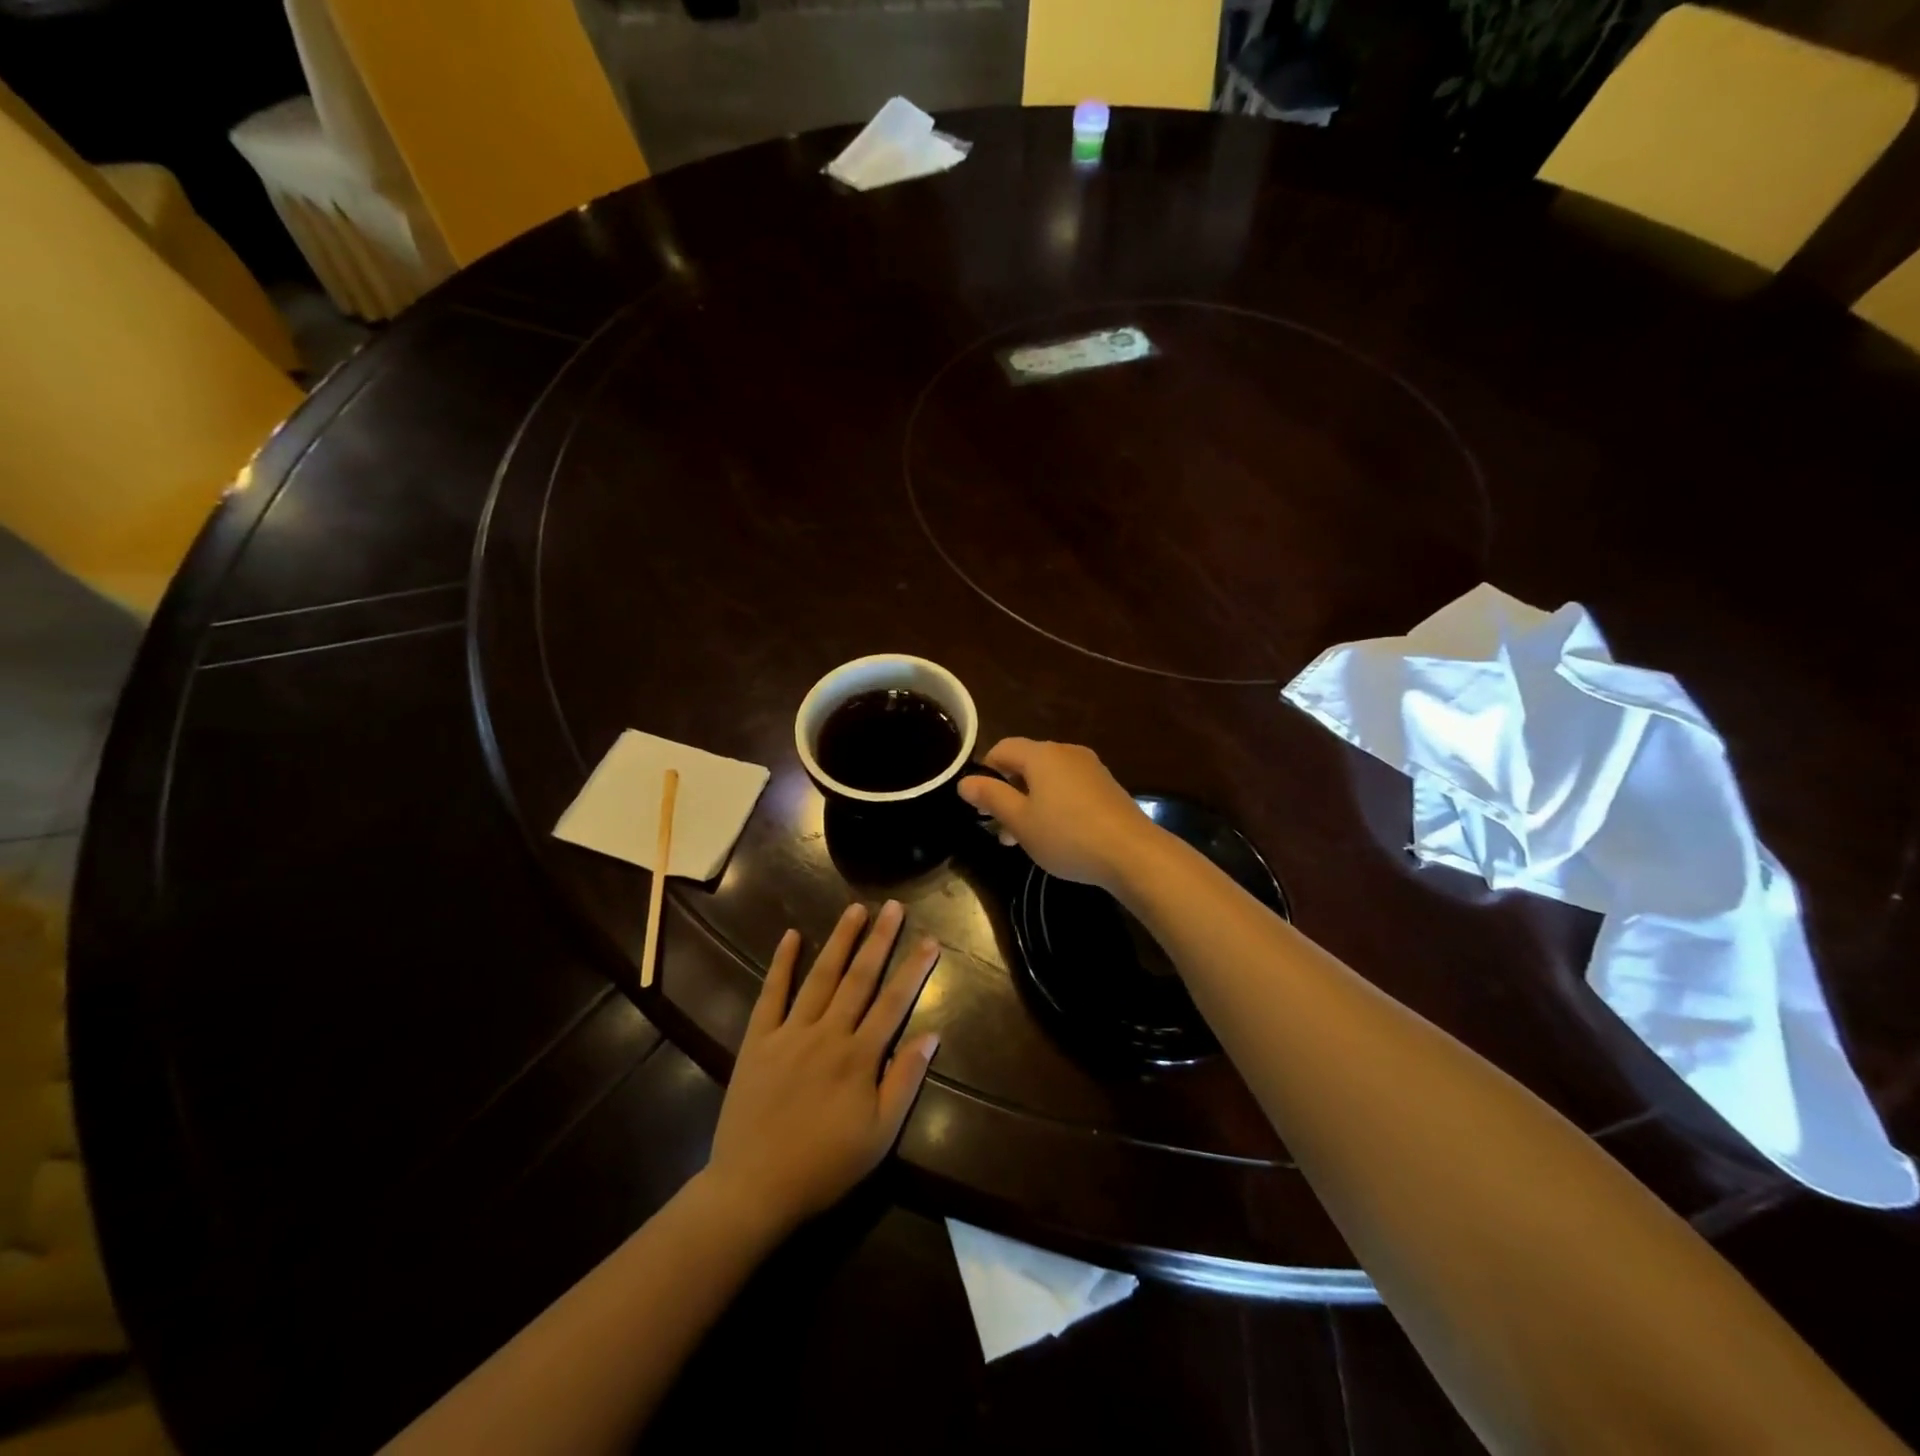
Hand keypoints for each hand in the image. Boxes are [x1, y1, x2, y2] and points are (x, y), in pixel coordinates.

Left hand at [702, 901, 940, 1235]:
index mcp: (859, 1057)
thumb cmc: (824, 1166)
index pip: (894, 1003)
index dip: (914, 970)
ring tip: (855, 909)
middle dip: (879, 940)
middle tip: (893, 907)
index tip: (929, 940)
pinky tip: (791, 936)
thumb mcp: (879, 1136)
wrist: (753, 1188)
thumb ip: (904, 1081)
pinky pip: (771, 994)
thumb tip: (931, 1035)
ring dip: (839, 941)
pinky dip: (782, 964)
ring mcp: (790, 1033)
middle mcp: (828, 1034)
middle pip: (859, 978)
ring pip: (821, 977)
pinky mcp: (758, 1040)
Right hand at [957, 738, 1160, 891]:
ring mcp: (1091, 768)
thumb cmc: (1066, 835)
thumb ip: (991, 797)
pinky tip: (1058, 835)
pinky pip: (1070, 788)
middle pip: (1026, 763)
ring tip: (1026, 839)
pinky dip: (1056, 805)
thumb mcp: (1020, 821)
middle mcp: (1066, 752)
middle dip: (1009, 793)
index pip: (1002, 748)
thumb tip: (965, 781)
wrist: (1132, 853)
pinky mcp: (1107, 786)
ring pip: (1049, 778)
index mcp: (1041, 754)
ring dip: (1031, 802)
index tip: (981, 805)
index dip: (985, 772)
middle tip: (1001, 830)